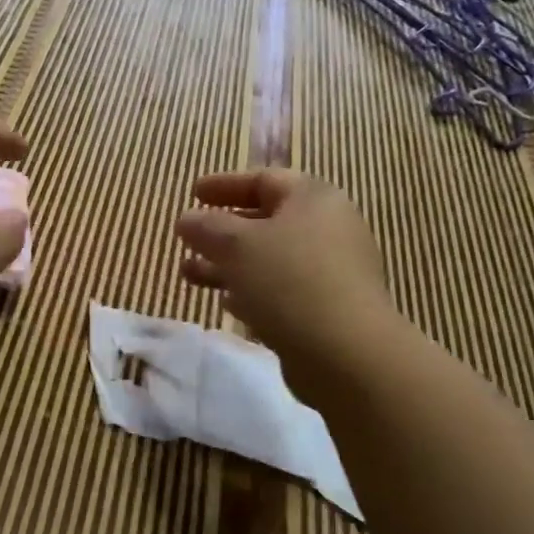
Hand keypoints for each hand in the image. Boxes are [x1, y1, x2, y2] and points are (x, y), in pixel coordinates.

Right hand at [176, 169, 401, 405]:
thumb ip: (206, 227)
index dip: (225, 184)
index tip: (193, 193)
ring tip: (189, 274)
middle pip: (267, 220)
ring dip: (228, 264)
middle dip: (222, 230)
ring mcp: (332, 271)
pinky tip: (227, 303)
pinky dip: (252, 290)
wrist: (347, 354)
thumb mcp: (237, 245)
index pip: (264, 179)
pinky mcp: (328, 309)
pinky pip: (282, 290)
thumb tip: (187, 219)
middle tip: (188, 237)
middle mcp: (328, 229)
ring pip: (270, 259)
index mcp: (313, 199)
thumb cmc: (289, 282)